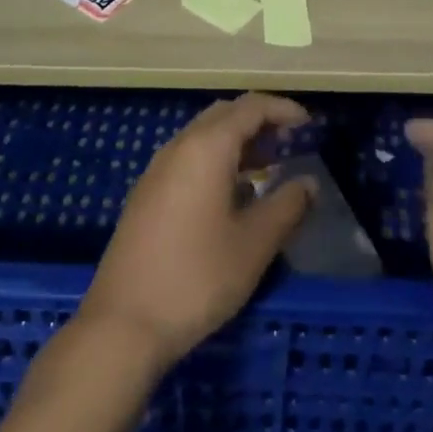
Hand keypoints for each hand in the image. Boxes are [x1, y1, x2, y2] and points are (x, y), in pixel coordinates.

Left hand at [80, 93, 314, 372]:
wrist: (123, 324)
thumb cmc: (197, 277)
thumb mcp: (254, 244)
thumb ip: (287, 206)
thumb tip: (309, 183)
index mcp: (207, 147)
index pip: (250, 107)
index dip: (283, 109)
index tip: (309, 124)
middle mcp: (179, 147)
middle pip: (225, 114)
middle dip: (260, 121)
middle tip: (290, 142)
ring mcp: (157, 170)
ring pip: (204, 135)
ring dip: (238, 141)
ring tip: (269, 166)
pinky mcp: (146, 195)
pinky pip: (188, 157)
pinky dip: (217, 159)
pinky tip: (233, 194)